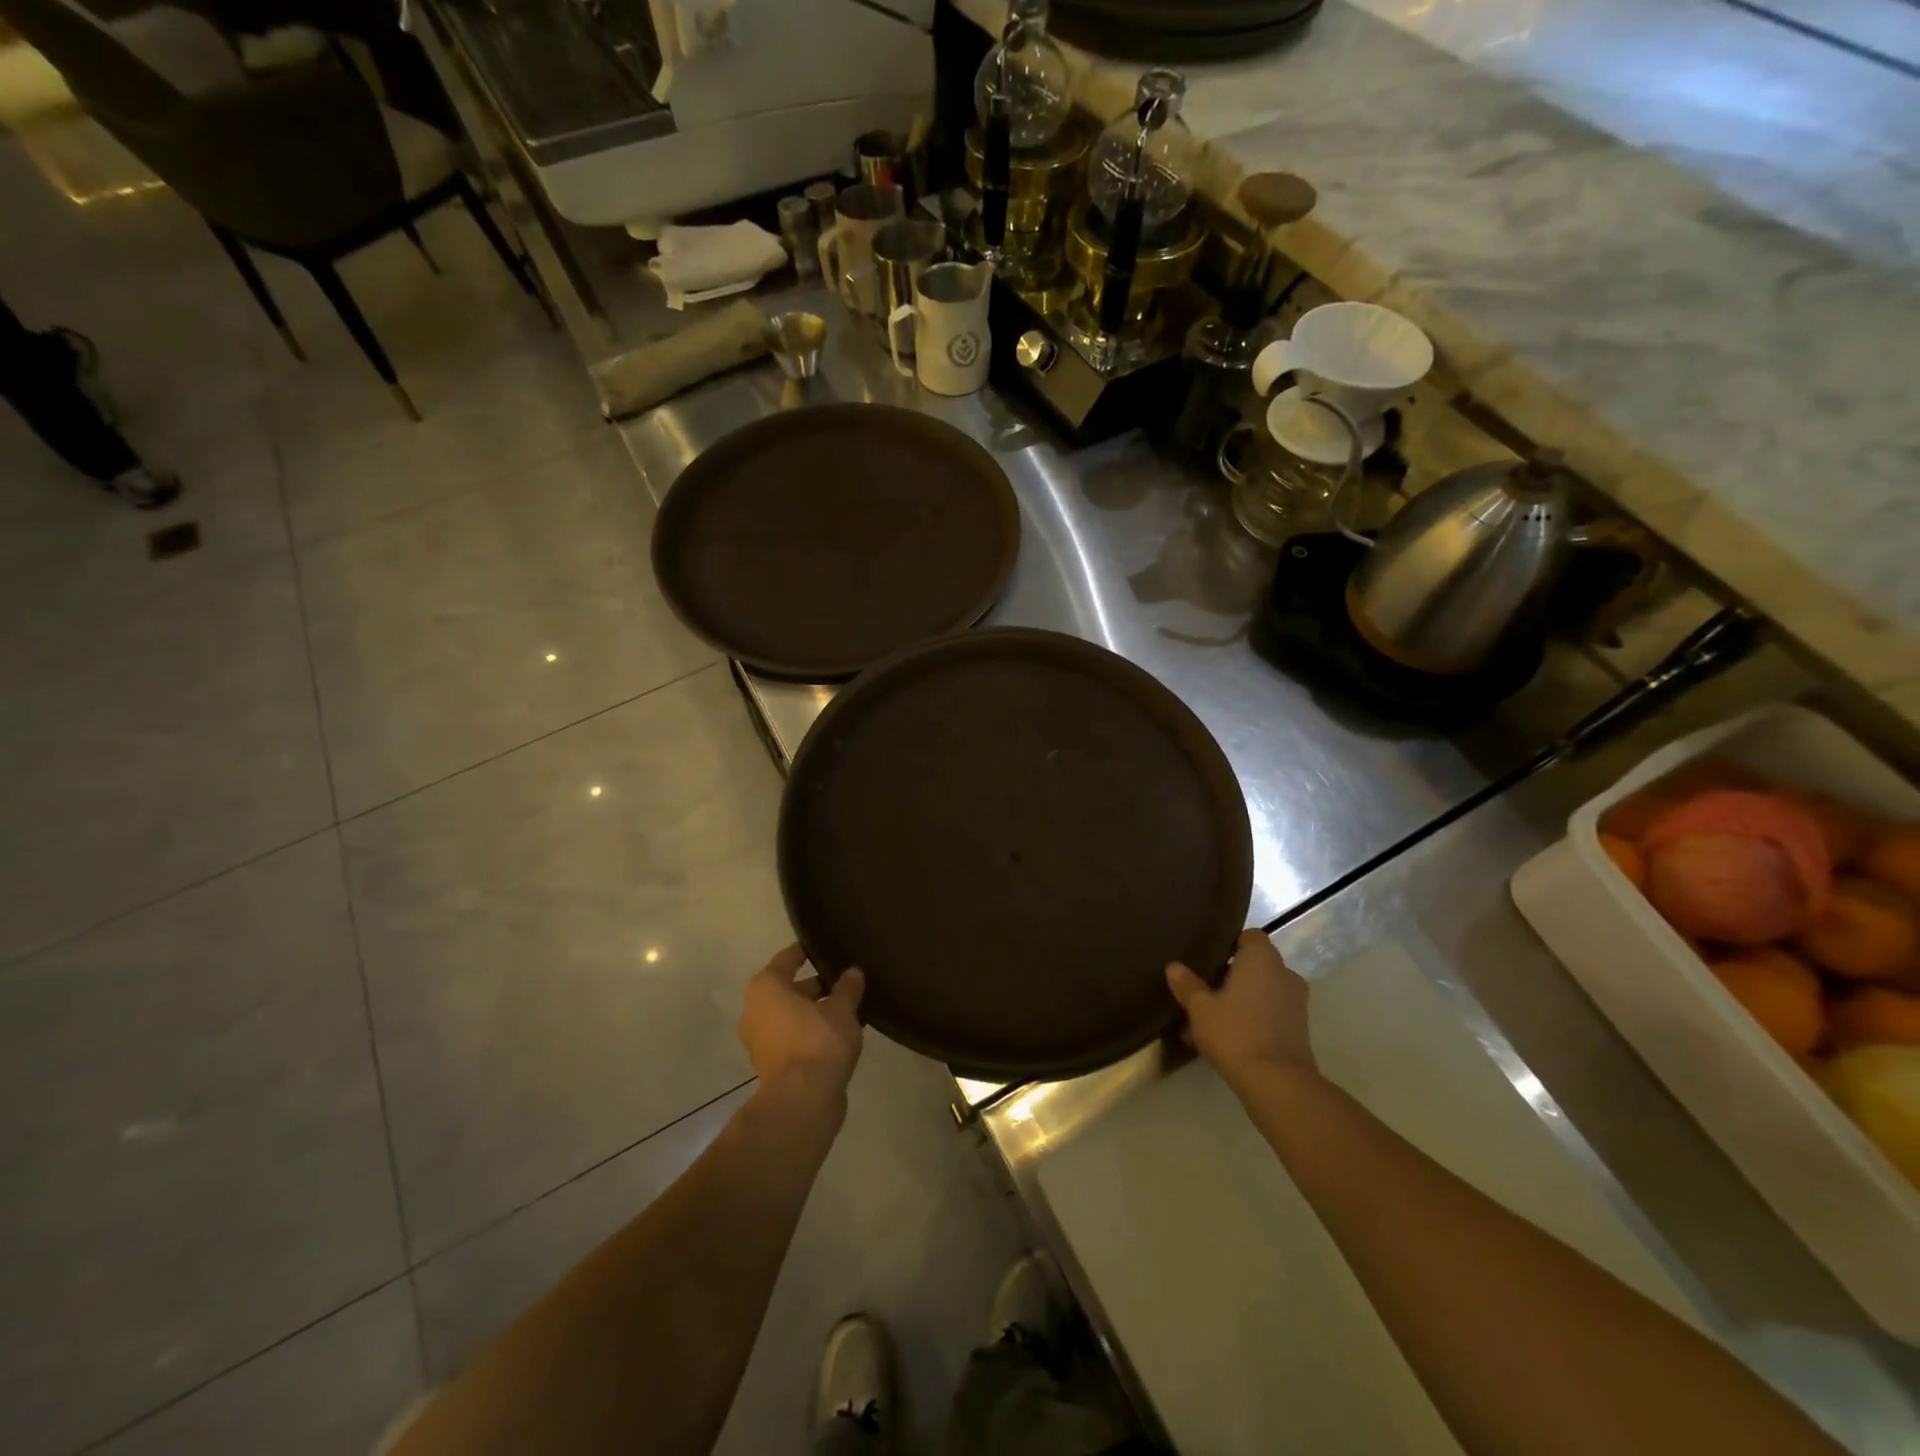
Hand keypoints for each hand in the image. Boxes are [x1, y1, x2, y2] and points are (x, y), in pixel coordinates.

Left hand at [738, 944, 864, 1111]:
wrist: (803, 1100)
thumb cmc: (818, 1041)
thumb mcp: (842, 1009)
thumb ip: (847, 988)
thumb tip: (853, 972)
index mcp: (766, 987)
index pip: (787, 959)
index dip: (806, 951)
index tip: (823, 947)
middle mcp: (755, 1010)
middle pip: (788, 989)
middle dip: (816, 986)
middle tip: (844, 982)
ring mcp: (759, 1040)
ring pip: (790, 1015)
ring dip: (814, 1011)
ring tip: (848, 1008)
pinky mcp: (770, 1065)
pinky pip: (792, 1037)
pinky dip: (810, 1032)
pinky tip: (838, 1034)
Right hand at [1166, 930, 1316, 1092]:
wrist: (1277, 1082)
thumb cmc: (1235, 1032)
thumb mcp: (1200, 1008)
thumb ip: (1187, 984)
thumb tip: (1173, 967)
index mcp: (1262, 958)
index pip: (1249, 936)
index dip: (1229, 945)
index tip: (1209, 960)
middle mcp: (1284, 973)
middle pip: (1255, 965)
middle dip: (1231, 975)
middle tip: (1205, 990)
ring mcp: (1296, 1002)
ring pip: (1262, 991)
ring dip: (1241, 1000)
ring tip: (1212, 1019)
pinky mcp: (1299, 1029)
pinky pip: (1270, 1013)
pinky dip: (1253, 1018)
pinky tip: (1228, 1038)